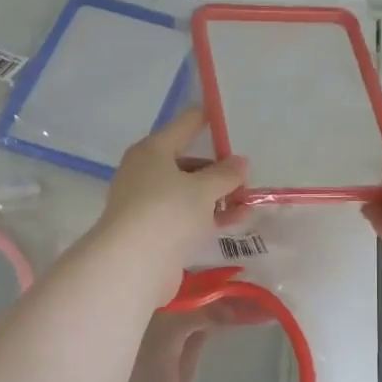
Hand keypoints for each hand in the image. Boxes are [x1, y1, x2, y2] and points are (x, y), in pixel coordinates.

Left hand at [94, 108, 248, 303]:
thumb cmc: (168, 211)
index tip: (228, 118)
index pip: (184, 125)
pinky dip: (207, 215)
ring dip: (216, 195)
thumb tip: (240, 162)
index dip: (207, 120)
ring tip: (247, 202)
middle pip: (187, 162)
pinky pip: (185, 215)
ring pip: (187, 191)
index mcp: (152, 150)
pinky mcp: (152, 230)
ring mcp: (147, 203)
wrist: (134, 263)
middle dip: (217, 169)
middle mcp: (145, 172)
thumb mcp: (204, 189)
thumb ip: (226, 174)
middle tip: (245, 177)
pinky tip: (233, 220)